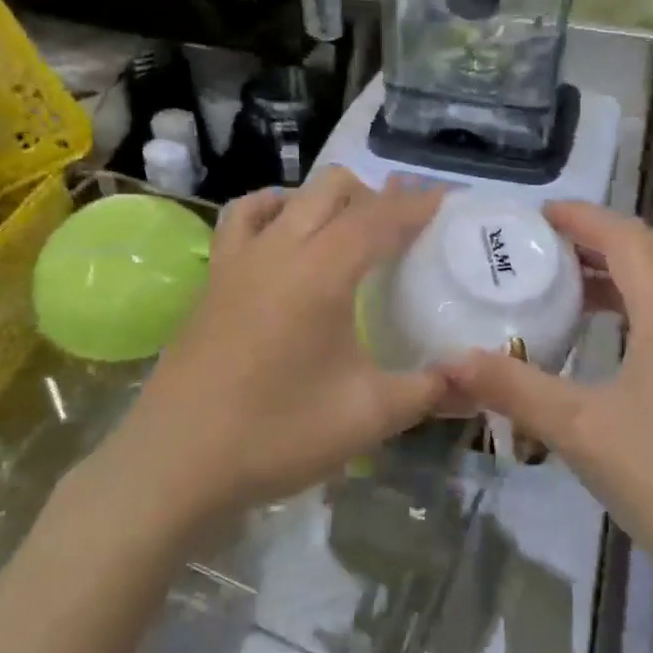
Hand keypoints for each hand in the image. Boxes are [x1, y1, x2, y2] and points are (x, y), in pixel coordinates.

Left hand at [105, 170, 447, 522]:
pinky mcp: (213, 278)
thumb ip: (429, 391)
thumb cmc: (277, 436)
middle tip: (407, 224)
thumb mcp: (368, 417)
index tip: (448, 198)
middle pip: (332, 189)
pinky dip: (272, 210)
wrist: (177, 462)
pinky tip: (284, 234)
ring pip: (287, 195)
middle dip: (376, 194)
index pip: (379, 218)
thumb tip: (475, 382)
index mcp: (321, 272)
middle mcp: (278, 249)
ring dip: (325, 199)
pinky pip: (242, 219)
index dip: (417, 204)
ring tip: (349, 229)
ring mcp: (238, 259)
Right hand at [443, 202, 652, 595]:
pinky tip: (603, 337)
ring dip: (616, 271)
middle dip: (596, 238)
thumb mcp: (579, 429)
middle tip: (542, 245)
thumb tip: (449, 361)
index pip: (623, 238)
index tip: (534, 215)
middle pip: (648, 251)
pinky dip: (632, 304)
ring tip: (564, 282)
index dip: (580, 218)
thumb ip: (513, 387)